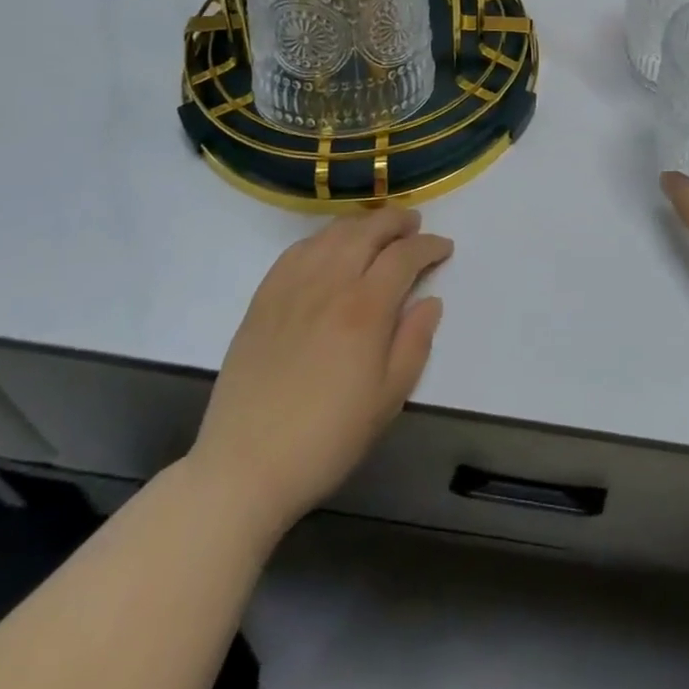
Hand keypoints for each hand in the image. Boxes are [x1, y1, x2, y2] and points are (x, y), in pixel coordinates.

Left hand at [187, 206, 451, 542]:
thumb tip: (430, 301)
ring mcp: (292, 287)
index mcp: (365, 309)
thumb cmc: (327, 438)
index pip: (404, 256)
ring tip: (377, 230)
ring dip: (362, 223)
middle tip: (414, 226)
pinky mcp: (263, 299)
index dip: (429, 246)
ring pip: (333, 233)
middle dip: (397, 221)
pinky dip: (323, 239)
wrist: (244, 467)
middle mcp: (330, 284)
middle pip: (368, 230)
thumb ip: (415, 342)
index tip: (444, 248)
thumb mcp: (388, 399)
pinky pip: (297, 250)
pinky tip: (330, 249)